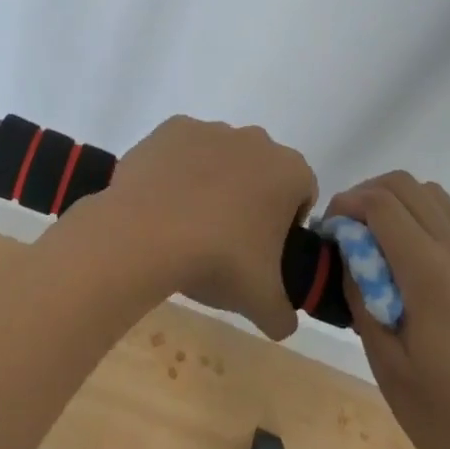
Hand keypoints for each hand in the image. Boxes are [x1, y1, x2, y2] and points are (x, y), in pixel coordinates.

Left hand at [99, 116, 316, 339]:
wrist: (147, 232)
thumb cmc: (218, 260)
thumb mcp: (262, 304)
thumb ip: (284, 314)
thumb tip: (283, 321)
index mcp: (288, 171)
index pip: (303, 193)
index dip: (289, 223)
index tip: (266, 251)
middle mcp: (254, 139)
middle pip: (261, 171)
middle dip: (251, 199)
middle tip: (229, 241)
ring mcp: (211, 129)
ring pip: (222, 157)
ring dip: (214, 182)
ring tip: (189, 225)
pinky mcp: (172, 128)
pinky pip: (183, 150)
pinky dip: (178, 170)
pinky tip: (164, 202)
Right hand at [326, 173, 449, 448]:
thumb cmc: (449, 423)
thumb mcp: (388, 366)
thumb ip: (363, 299)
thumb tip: (350, 257)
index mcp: (431, 274)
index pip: (382, 203)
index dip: (346, 204)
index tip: (328, 231)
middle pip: (408, 186)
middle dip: (368, 195)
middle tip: (347, 233)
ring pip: (435, 197)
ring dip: (399, 204)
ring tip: (377, 245)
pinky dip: (424, 222)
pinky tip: (412, 269)